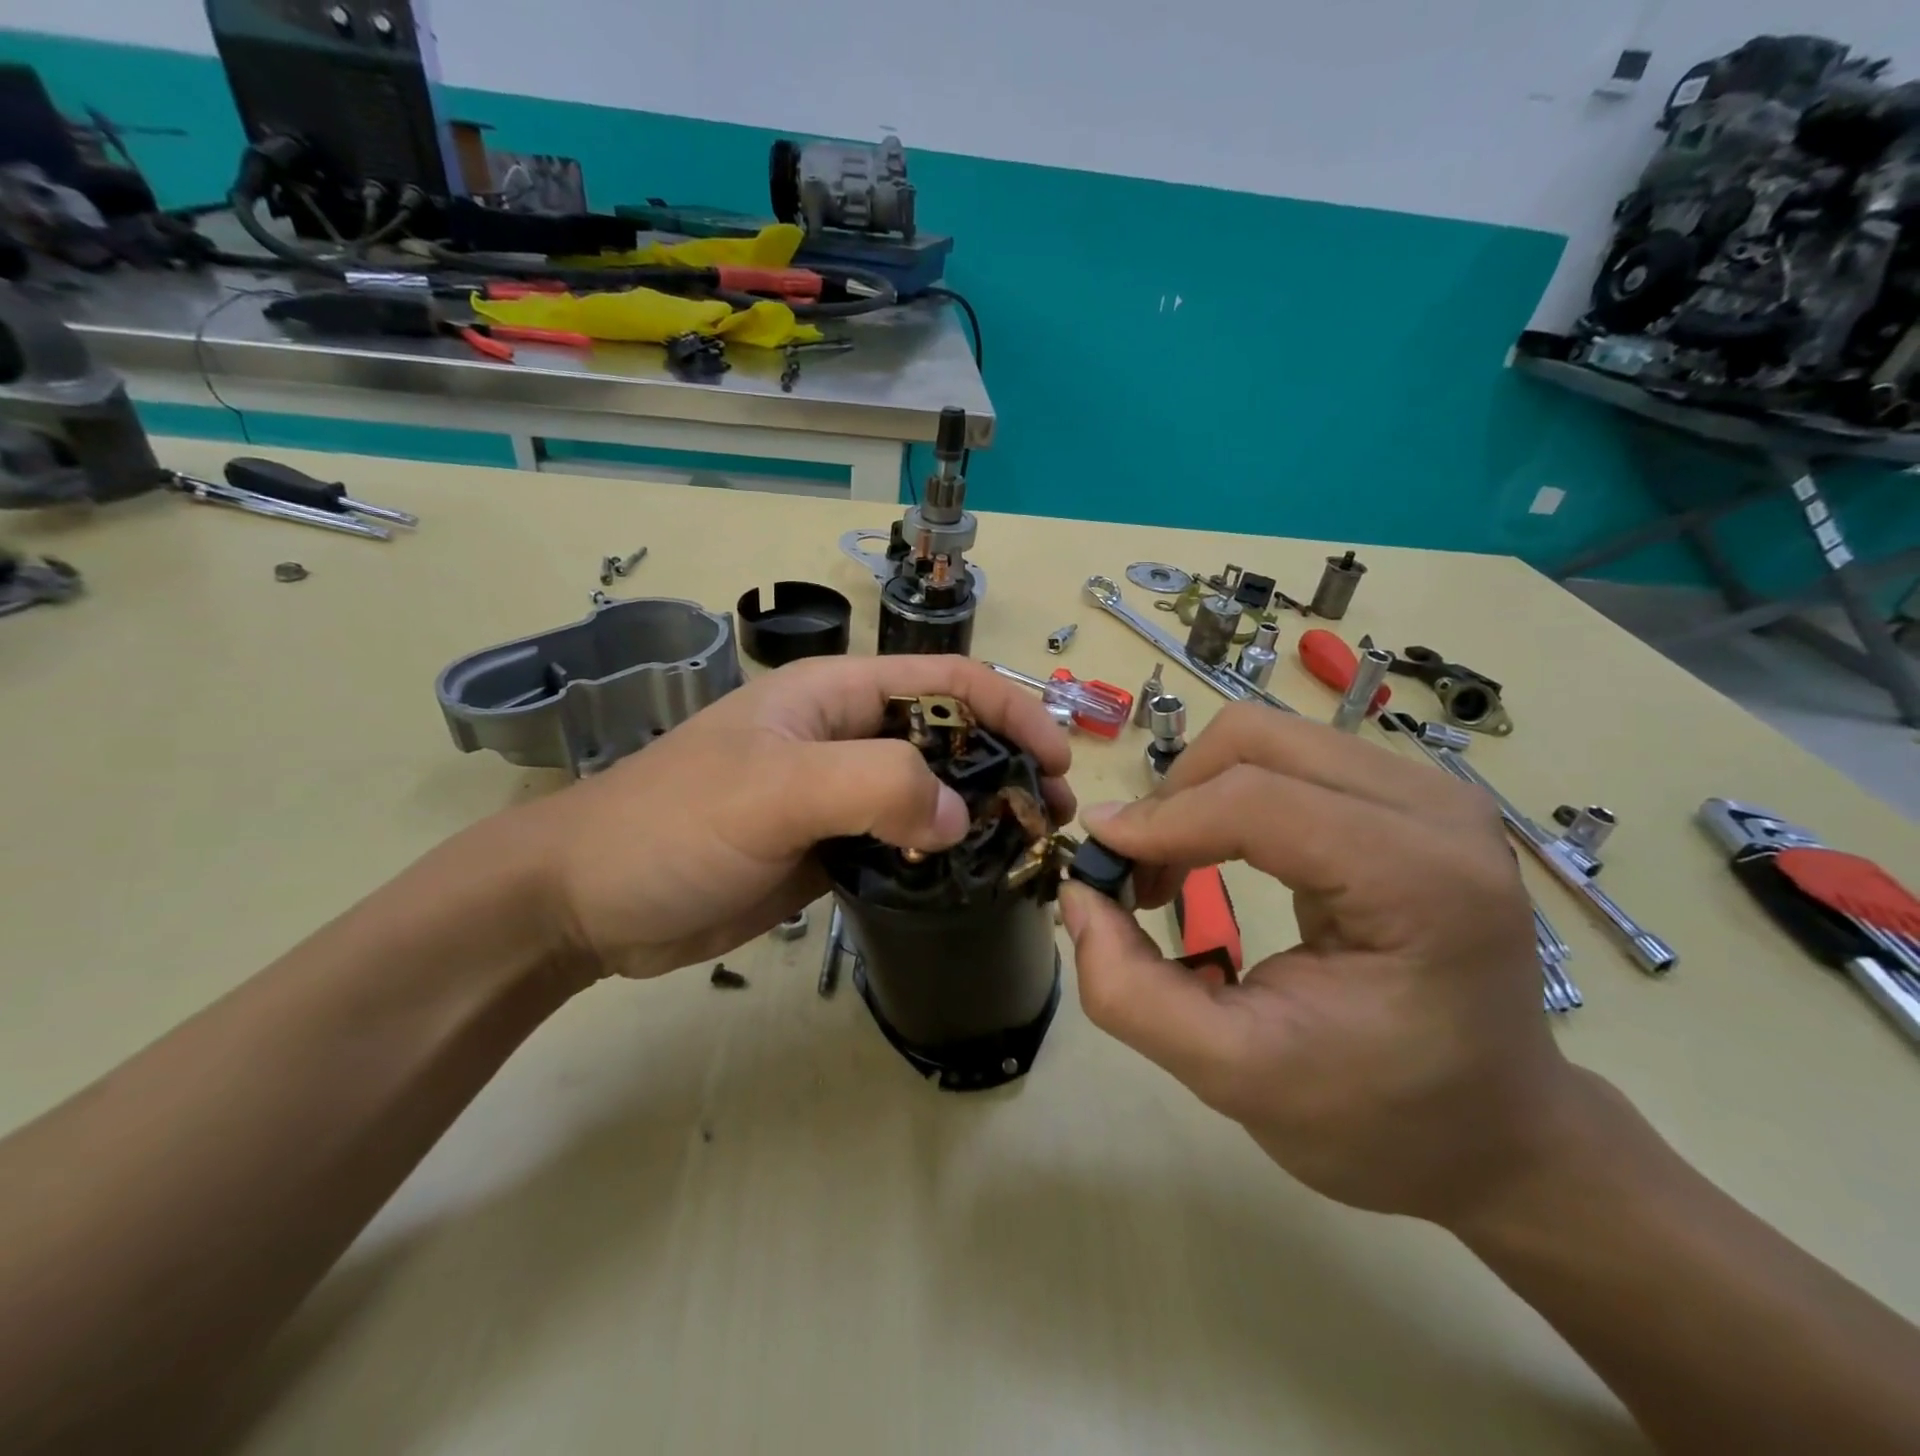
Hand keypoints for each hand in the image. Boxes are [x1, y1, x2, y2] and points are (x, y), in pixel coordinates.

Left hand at [517, 656, 1072, 981]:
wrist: (589, 903)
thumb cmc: (672, 825)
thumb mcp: (773, 790)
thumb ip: (874, 786)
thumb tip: (958, 815)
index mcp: (837, 695)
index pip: (947, 682)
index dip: (1011, 708)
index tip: (1060, 761)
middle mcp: (846, 737)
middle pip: (950, 737)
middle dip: (1007, 767)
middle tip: (1053, 820)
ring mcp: (840, 796)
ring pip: (931, 794)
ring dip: (980, 816)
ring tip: (1027, 854)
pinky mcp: (832, 848)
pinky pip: (903, 842)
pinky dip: (942, 857)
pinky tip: (971, 881)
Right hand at [1058, 703, 1574, 1226]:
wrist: (1500, 1133)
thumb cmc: (1379, 1118)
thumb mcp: (1234, 1076)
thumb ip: (1132, 993)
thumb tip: (1078, 896)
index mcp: (1420, 880)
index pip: (1257, 801)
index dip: (1159, 821)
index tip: (1095, 861)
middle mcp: (1434, 809)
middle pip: (1255, 740)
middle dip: (1174, 798)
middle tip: (1140, 877)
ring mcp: (1428, 793)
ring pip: (1265, 738)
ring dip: (1196, 794)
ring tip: (1172, 869)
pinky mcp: (1409, 797)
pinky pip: (1289, 759)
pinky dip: (1227, 795)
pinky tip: (1217, 852)